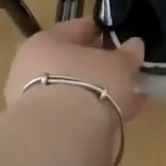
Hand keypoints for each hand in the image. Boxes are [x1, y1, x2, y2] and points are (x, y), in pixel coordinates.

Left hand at [5, 19, 146, 123]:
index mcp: (45, 41)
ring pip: (73, 90)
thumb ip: (127, 54)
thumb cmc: (88, 83)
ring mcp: (33, 101)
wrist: (61, 135)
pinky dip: (95, 113)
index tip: (118, 36)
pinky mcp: (42, 129)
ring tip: (130, 97)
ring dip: (99, 93)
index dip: (99, 31)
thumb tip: (134, 45)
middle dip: (99, 67)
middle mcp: (31, 68)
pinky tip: (121, 117)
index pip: (76, 29)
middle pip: (72, 62)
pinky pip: (75, 114)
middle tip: (124, 70)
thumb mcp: (118, 64)